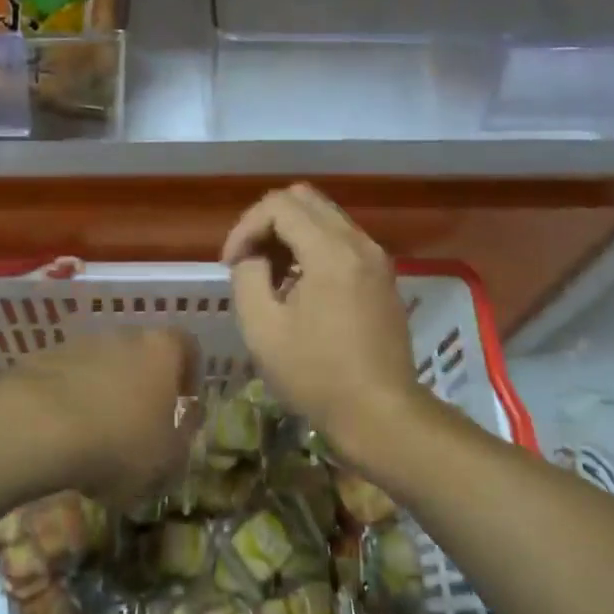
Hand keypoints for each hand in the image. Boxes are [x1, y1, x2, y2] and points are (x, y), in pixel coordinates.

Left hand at [4, 329, 199, 505]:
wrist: (35, 427)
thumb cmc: (117, 443)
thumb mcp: (167, 459)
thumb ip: (185, 436)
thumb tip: (188, 418)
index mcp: (162, 349)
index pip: (187, 345)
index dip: (189, 372)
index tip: (184, 402)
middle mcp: (124, 334)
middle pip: (142, 352)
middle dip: (143, 383)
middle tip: (140, 423)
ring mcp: (80, 342)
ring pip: (103, 363)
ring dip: (105, 390)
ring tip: (96, 433)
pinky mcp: (43, 357)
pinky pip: (68, 377)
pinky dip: (70, 398)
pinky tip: (62, 433)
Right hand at [222, 184, 423, 462]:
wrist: (381, 414)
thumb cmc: (316, 375)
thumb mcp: (262, 328)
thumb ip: (247, 277)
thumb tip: (254, 256)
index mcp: (331, 251)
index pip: (279, 205)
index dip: (245, 227)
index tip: (230, 264)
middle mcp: (359, 242)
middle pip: (305, 199)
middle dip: (267, 222)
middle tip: (248, 260)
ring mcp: (376, 258)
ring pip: (325, 217)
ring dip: (290, 235)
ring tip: (270, 276)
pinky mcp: (383, 276)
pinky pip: (341, 240)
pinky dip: (313, 248)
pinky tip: (299, 287)